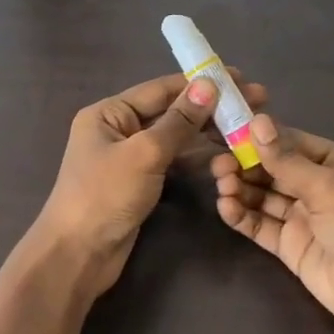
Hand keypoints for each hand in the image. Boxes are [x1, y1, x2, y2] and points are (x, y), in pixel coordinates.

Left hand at [37, 69, 268, 299]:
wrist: (79, 255)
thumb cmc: (105, 196)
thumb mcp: (144, 153)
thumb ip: (178, 120)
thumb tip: (208, 85)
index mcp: (109, 113)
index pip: (161, 89)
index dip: (201, 83)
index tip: (240, 78)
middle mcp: (118, 129)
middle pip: (170, 111)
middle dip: (210, 107)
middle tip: (255, 103)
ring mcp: (129, 157)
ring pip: (174, 137)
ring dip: (207, 131)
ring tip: (246, 127)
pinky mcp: (140, 182)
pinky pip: (172, 160)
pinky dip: (196, 156)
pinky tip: (225, 153)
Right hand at [212, 114, 333, 333]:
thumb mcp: (328, 187)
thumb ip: (287, 160)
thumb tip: (257, 122)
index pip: (293, 142)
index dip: (260, 136)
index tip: (226, 129)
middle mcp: (321, 187)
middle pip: (274, 168)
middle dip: (246, 164)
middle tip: (218, 164)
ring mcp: (305, 218)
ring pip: (264, 196)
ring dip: (241, 188)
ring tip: (221, 185)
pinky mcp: (291, 246)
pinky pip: (261, 224)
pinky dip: (242, 215)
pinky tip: (225, 206)